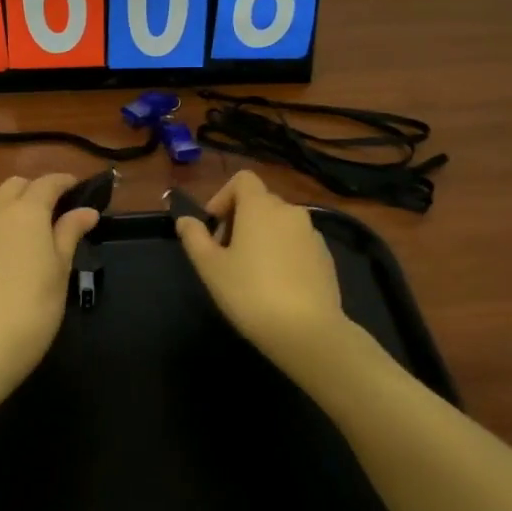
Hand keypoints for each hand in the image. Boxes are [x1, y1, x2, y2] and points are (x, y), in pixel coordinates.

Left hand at [0, 173, 99, 401]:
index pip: (47, 183)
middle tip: (59, 209)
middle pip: (16, 185)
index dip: (65, 182)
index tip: (80, 189)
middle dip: (37, 189)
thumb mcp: (60, 270)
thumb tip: (86, 211)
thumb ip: (70, 233)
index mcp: (26, 212)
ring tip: (37, 229)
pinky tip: (13, 249)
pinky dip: (2, 224)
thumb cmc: (34, 307)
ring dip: (17, 205)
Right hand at [175, 170, 350, 375]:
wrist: (306, 330)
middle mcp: (290, 211)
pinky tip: (276, 284)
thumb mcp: (210, 267)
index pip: (242, 179)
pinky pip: (297, 243)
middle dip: (239, 219)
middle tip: (225, 254)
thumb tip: (185, 220)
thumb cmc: (250, 293)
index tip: (213, 226)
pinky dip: (283, 252)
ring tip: (251, 272)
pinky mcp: (326, 257)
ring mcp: (312, 234)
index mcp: (260, 207)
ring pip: (280, 223)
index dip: (223, 196)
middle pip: (260, 201)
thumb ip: (194, 238)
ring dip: (262, 236)